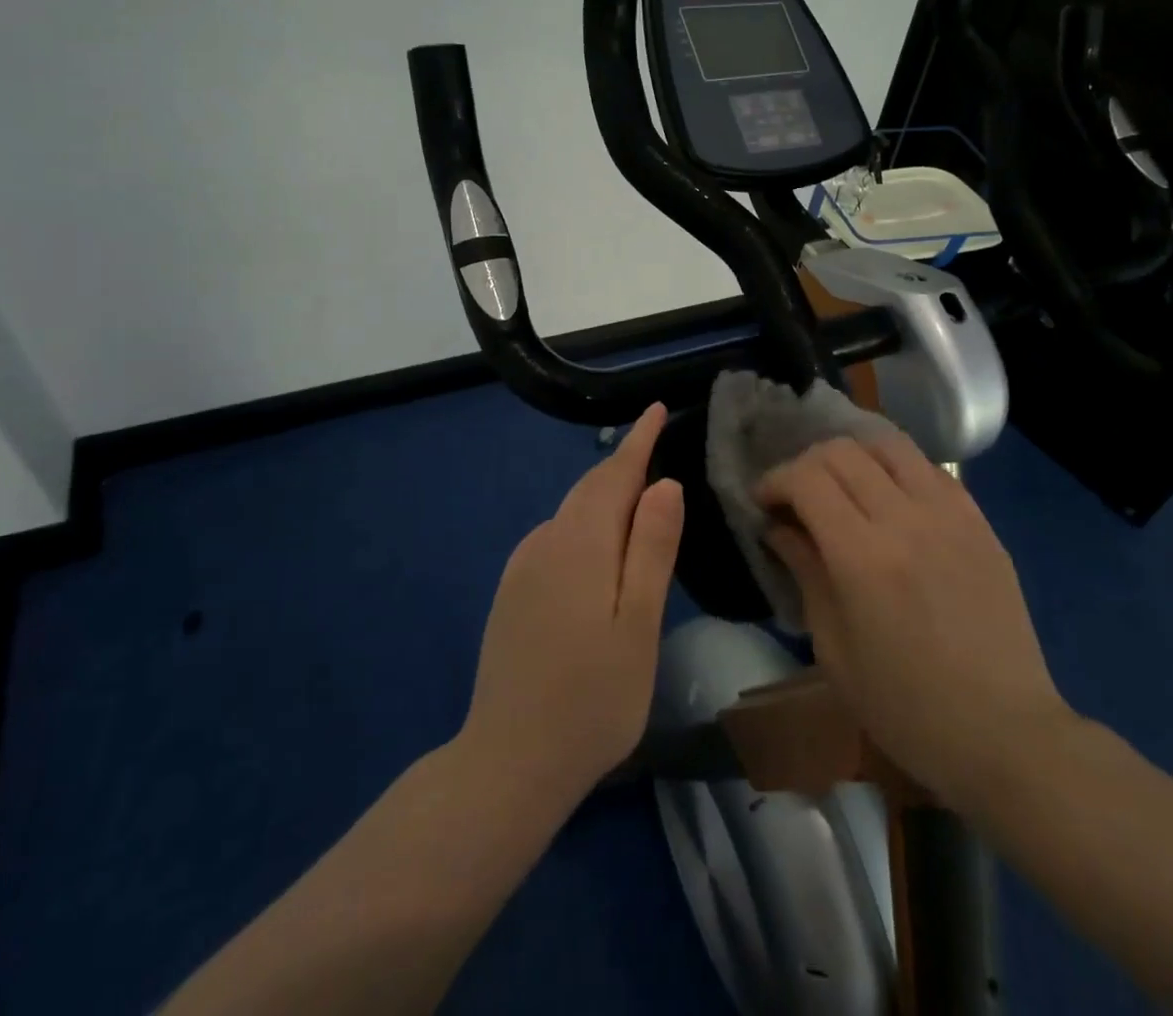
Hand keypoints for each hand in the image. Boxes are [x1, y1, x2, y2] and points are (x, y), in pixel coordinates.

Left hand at [460, 403, 683, 807]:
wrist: (508, 762)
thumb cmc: (592, 698)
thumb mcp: (639, 625)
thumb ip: (652, 549)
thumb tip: (665, 484)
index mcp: (581, 544)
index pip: (614, 474)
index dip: (638, 440)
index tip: (655, 409)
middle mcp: (545, 542)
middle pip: (589, 489)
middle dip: (622, 465)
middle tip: (654, 449)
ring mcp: (522, 568)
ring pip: (571, 513)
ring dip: (604, 497)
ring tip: (637, 499)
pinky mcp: (511, 593)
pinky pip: (555, 538)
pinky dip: (584, 526)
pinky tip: (597, 551)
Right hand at [756, 434, 1072, 806]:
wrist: (1005, 733)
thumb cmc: (906, 707)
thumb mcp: (834, 649)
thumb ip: (805, 572)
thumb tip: (779, 527)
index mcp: (863, 556)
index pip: (807, 478)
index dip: (776, 480)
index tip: (764, 502)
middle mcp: (906, 519)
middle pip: (843, 451)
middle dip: (807, 463)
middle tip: (797, 495)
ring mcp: (950, 514)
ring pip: (889, 444)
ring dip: (853, 455)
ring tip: (842, 485)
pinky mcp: (980, 521)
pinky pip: (929, 469)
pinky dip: (896, 470)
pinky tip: (890, 500)